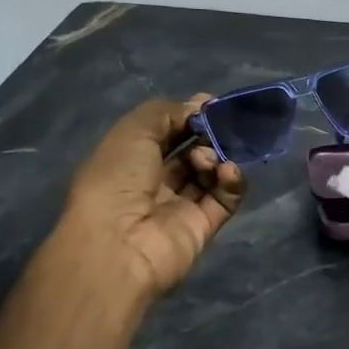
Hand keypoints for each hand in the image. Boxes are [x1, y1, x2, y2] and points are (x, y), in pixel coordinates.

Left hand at [61, 97, 245, 296]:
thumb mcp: (133, 131)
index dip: (186, 116)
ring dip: (215, 156)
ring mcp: (179, 206)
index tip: (209, 105)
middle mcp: (153, 182)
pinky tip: (227, 171)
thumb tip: (200, 106)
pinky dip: (231, 181)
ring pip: (209, 173)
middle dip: (206, 134)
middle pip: (189, 151)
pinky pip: (225, 198)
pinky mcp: (203, 226)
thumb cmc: (117, 180)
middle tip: (222, 124)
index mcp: (128, 160)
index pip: (164, 133)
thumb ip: (167, 112)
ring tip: (209, 156)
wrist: (120, 244)